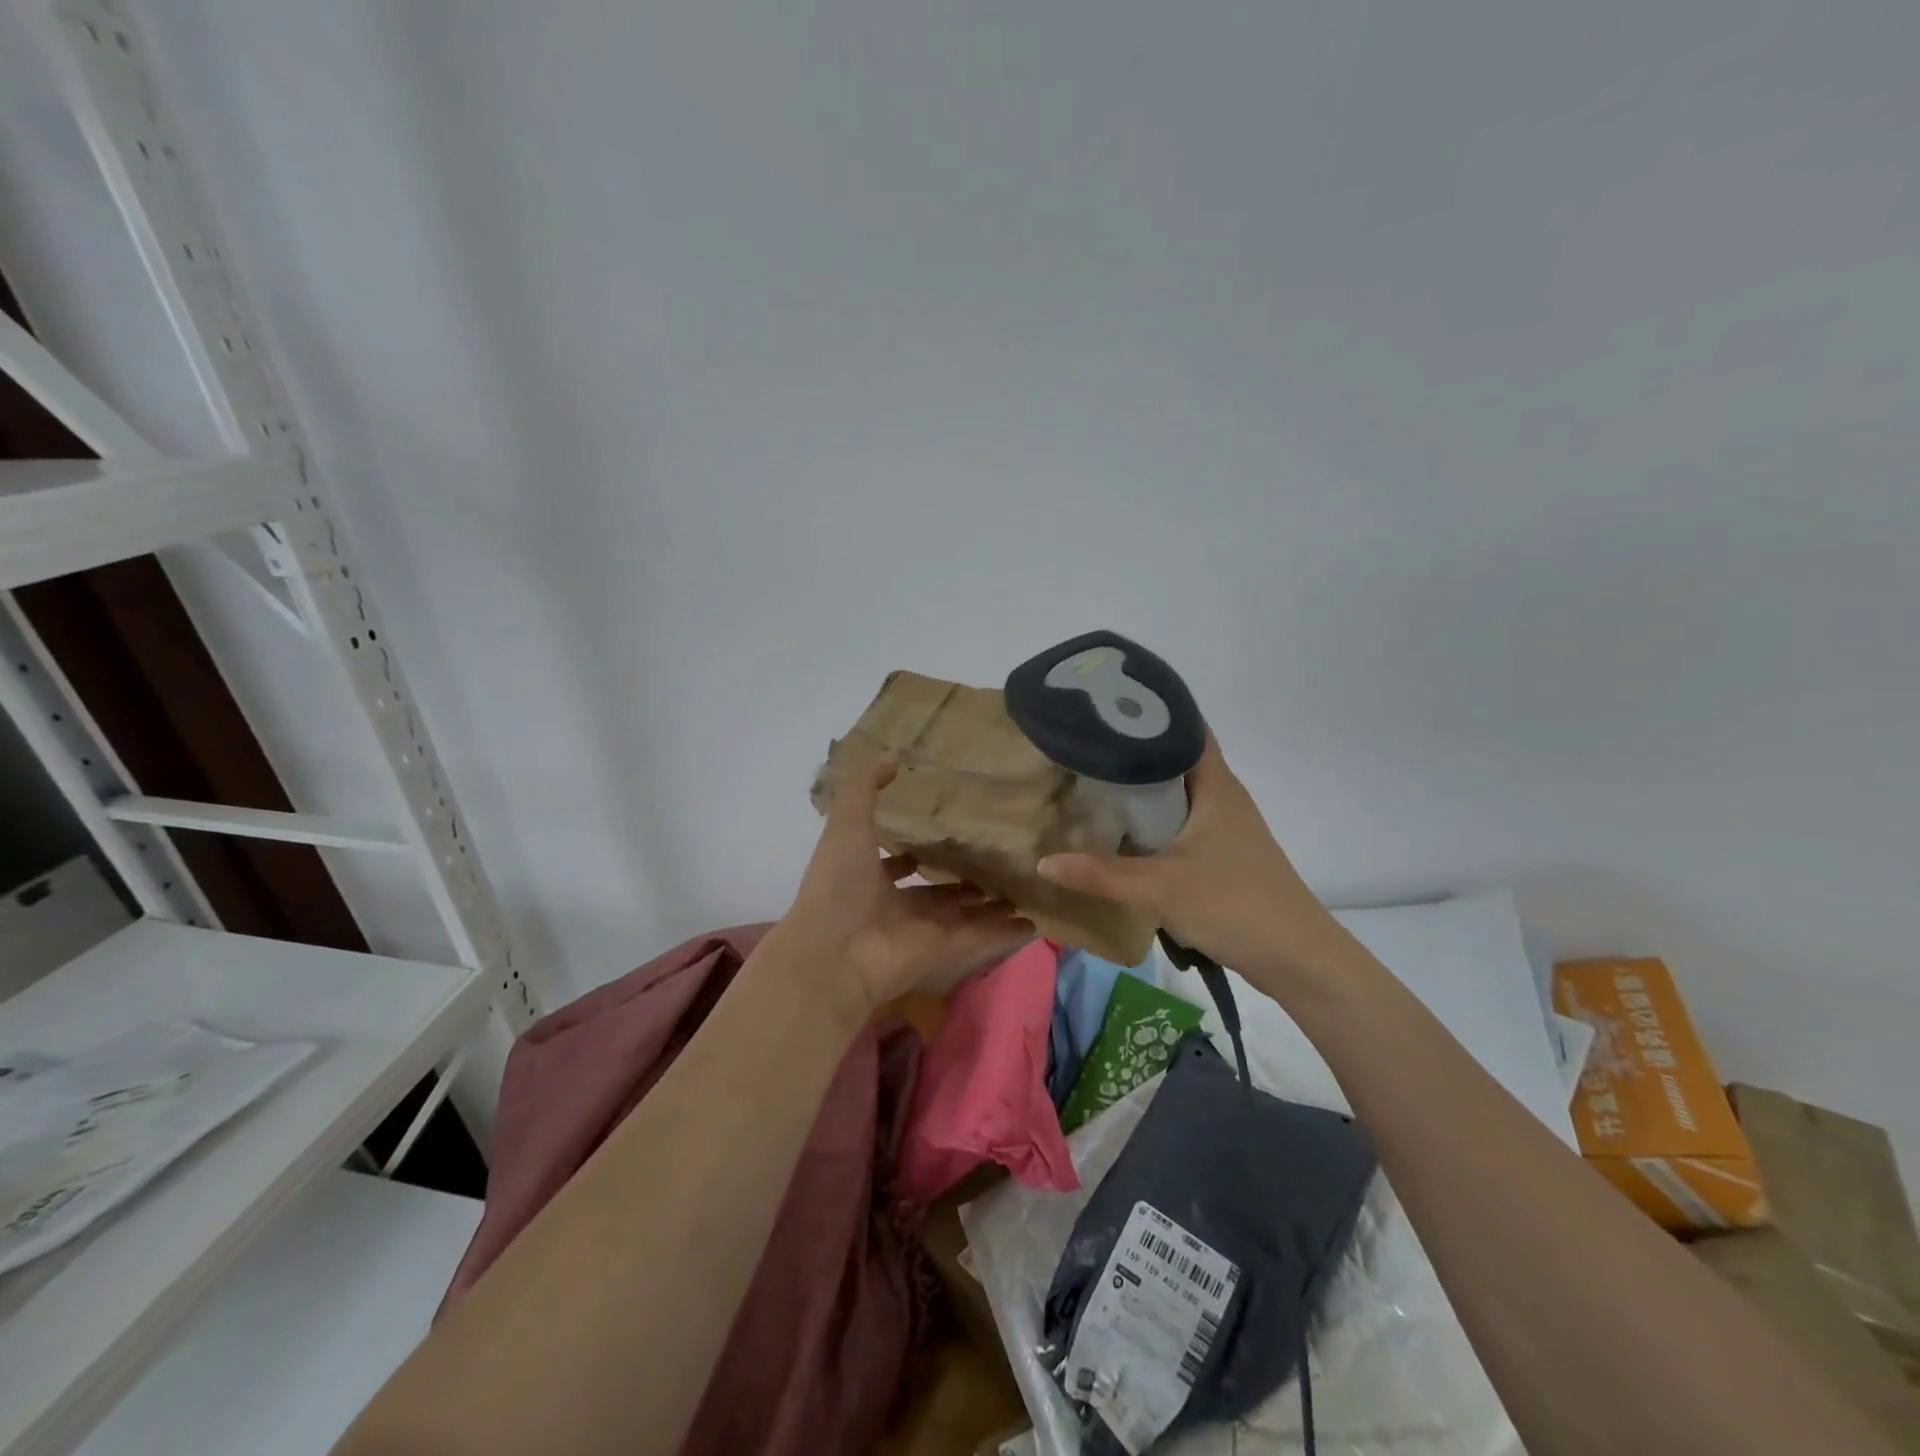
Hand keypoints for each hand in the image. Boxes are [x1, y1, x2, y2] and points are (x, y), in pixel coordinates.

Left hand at [780, 756, 1035, 1016]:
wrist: (834, 953)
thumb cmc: (838, 885)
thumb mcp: (847, 824)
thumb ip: (865, 788)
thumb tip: (891, 755)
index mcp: (870, 879)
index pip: (897, 865)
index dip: (913, 854)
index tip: (941, 837)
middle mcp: (897, 907)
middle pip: (937, 893)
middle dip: (963, 880)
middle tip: (995, 862)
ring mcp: (923, 931)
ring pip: (965, 914)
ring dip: (990, 905)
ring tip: (1021, 888)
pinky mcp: (946, 950)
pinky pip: (982, 937)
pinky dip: (1006, 933)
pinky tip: (1034, 922)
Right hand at [1037, 735, 1342, 995]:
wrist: (1297, 958)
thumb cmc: (1234, 904)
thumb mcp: (1160, 887)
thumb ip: (1100, 875)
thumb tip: (1042, 862)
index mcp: (1216, 786)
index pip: (1185, 728)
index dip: (1151, 710)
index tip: (1106, 704)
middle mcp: (1223, 797)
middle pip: (1176, 759)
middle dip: (1133, 750)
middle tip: (1083, 744)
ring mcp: (1225, 828)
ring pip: (1178, 794)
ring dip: (1142, 789)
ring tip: (1092, 781)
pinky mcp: (1223, 855)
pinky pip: (1180, 823)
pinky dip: (1153, 820)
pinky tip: (1122, 832)